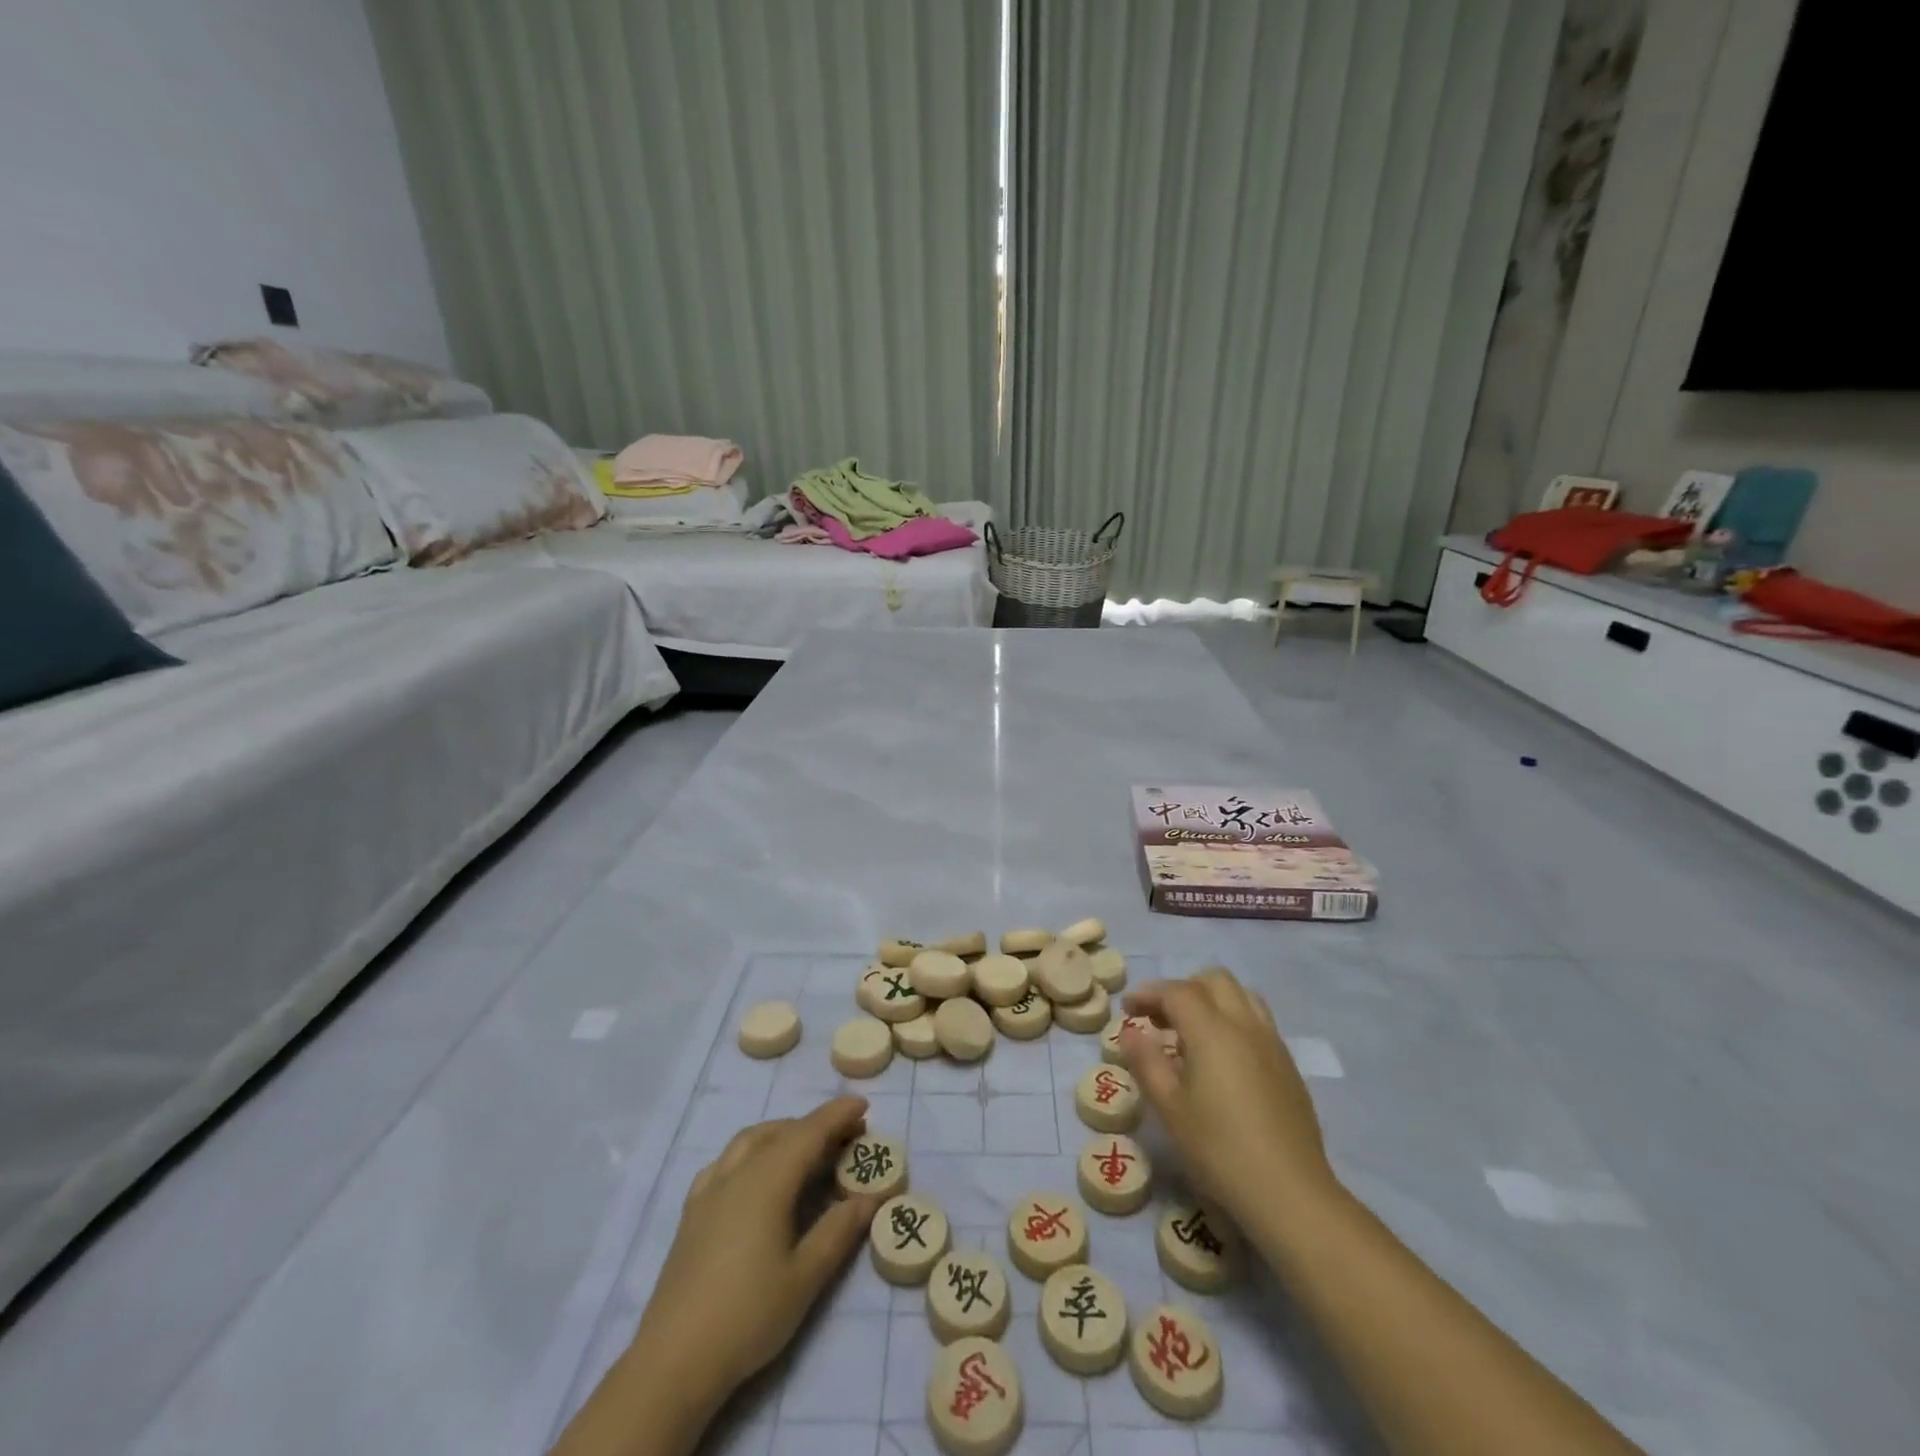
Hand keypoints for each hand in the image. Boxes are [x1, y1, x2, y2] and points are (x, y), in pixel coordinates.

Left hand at [630, 1097, 880, 1407]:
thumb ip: (840, 1230)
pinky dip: (751, 1151)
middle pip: (780, 1131)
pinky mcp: (692, 1211)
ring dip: (782, 1133)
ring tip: (806, 1149)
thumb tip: (872, 1196)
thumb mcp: (806, 1277)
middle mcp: (737, 1172)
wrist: (674, 1361)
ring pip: (750, 1139)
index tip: (864, 1105)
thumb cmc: (748, 1315)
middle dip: (815, 1126)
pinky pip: (726, 1161)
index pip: (809, 1132)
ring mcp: (709, 1190)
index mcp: (767, 1180)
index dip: (837, 1115)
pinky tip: (756, 1175)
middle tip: (846, 1137)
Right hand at [1120, 967, 1336, 1228]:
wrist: (1290, 1193)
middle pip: (1214, 980)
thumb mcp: (1169, 1108)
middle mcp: (1245, 1025)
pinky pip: (1258, 1020)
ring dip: (1212, 1000)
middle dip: (1182, 989)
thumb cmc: (1219, 1150)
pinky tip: (1222, 1058)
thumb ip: (1146, 1061)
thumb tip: (1130, 1031)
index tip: (1128, 1011)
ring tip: (1191, 1031)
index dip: (1148, 994)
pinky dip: (1233, 1020)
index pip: (1177, 991)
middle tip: (1160, 1019)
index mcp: (1212, 1031)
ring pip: (1241, 995)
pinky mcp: (1288, 1065)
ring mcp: (1272, 1043)